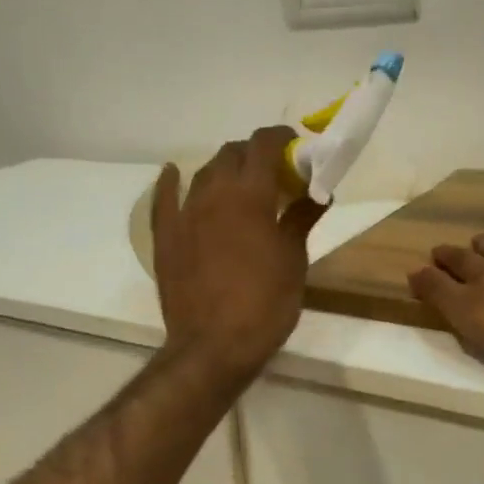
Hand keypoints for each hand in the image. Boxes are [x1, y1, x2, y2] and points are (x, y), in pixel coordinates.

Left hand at [152, 127, 327, 380]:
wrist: (213, 346)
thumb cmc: (265, 304)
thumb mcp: (293, 260)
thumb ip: (302, 218)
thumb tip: (320, 192)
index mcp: (250, 195)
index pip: (264, 145)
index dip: (281, 138)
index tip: (295, 146)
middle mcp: (214, 194)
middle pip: (231, 154)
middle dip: (253, 154)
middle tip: (272, 174)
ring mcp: (184, 214)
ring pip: (203, 173)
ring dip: (223, 170)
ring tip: (238, 184)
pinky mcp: (165, 236)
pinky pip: (163, 199)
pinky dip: (170, 182)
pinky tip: (173, 173)